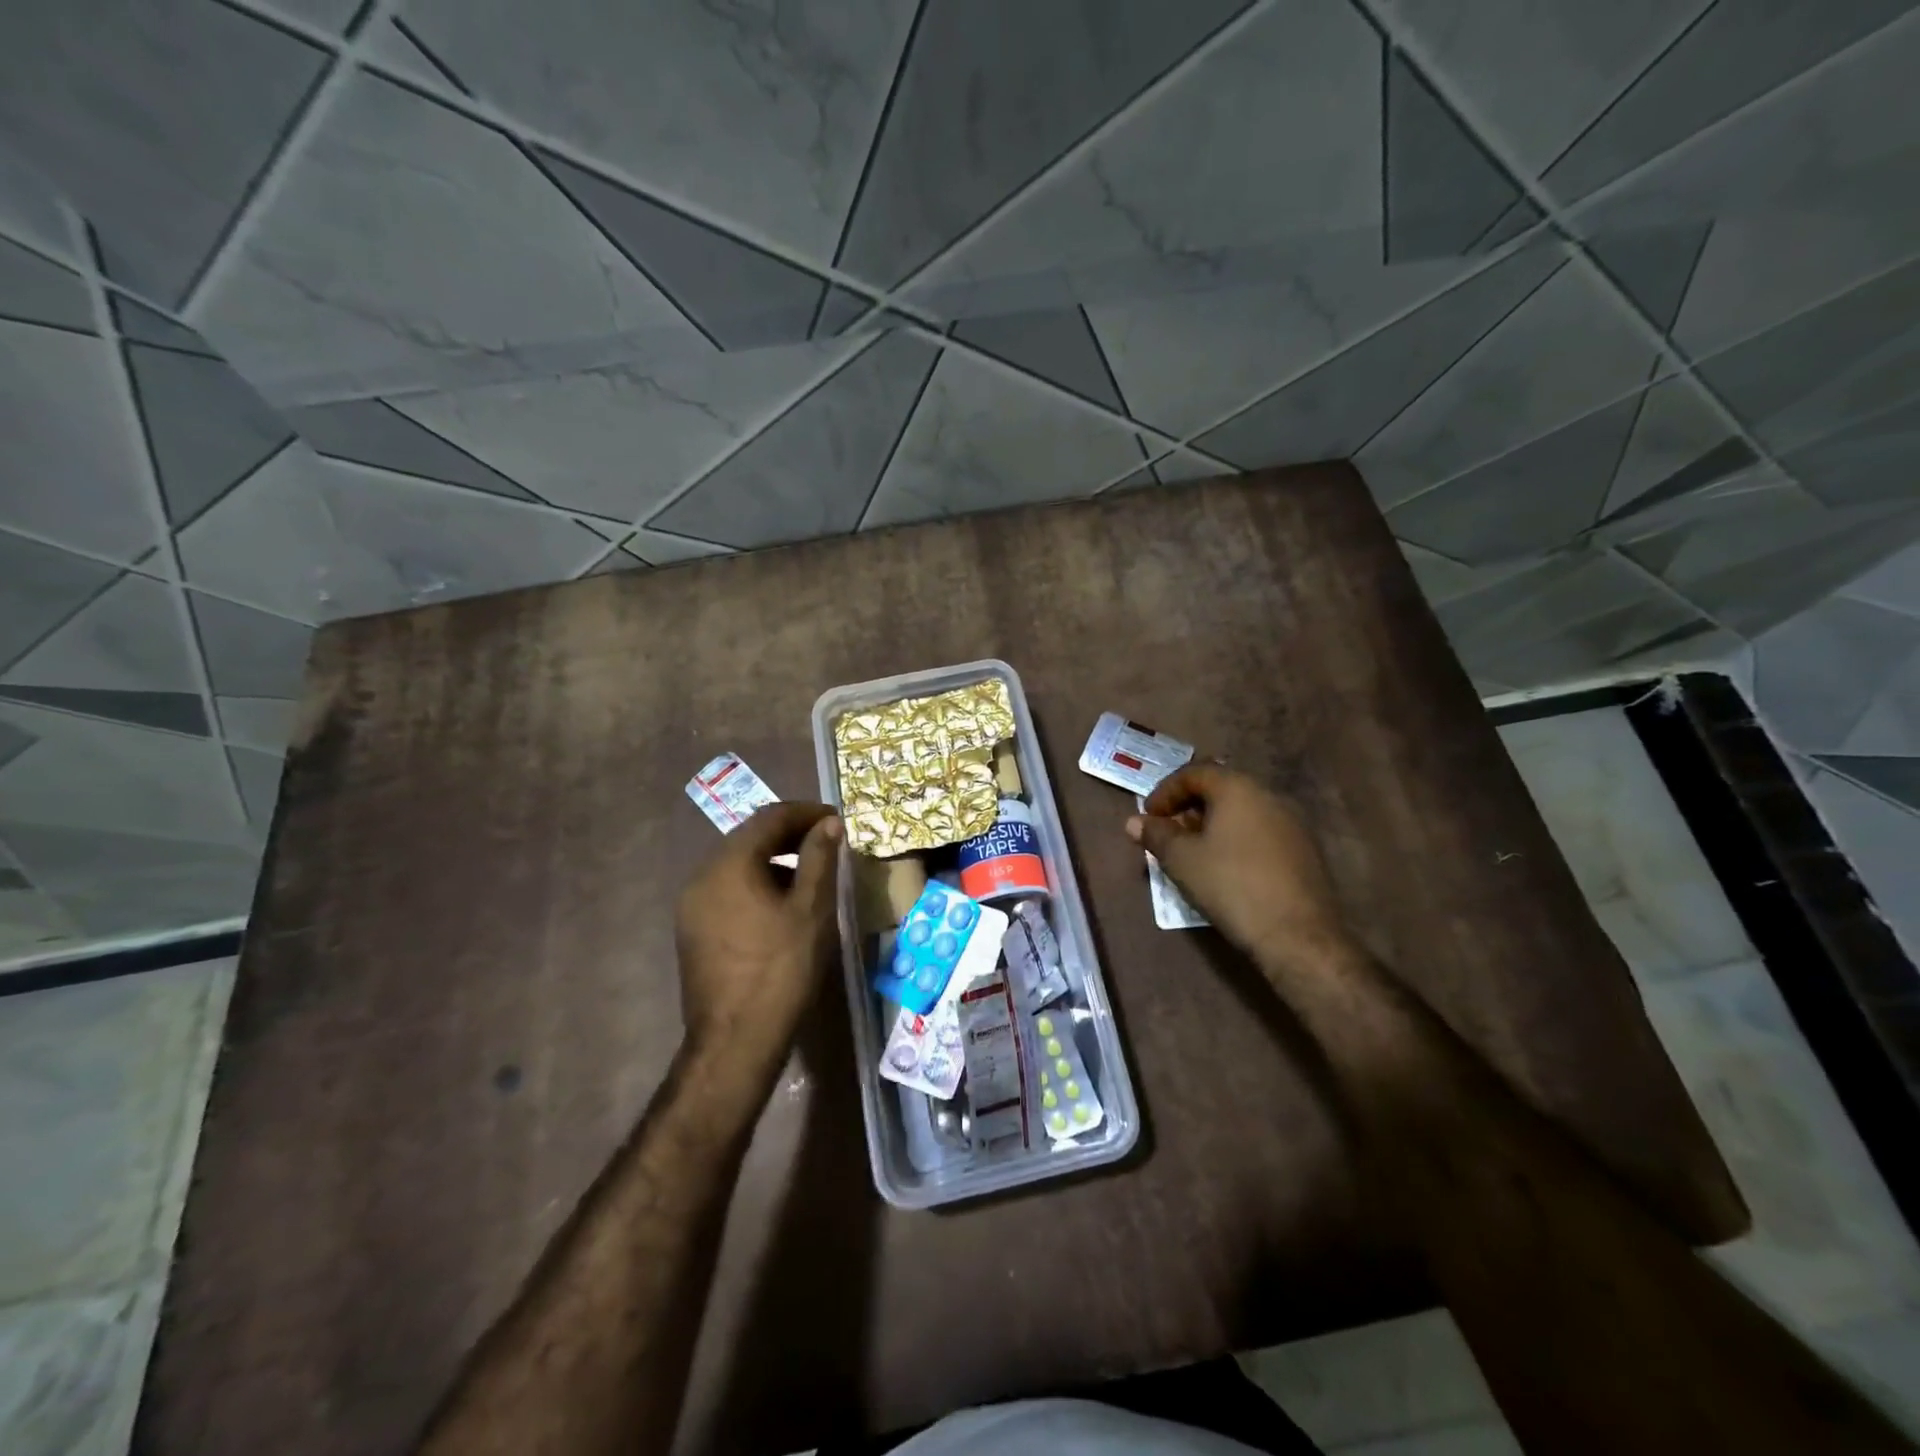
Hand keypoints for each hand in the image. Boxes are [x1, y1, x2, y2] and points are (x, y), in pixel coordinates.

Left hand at [675, 803, 842, 1066]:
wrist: (736, 1041)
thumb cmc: (781, 969)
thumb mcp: (811, 910)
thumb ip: (820, 858)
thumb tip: (829, 823)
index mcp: (729, 864)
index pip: (770, 818)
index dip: (806, 813)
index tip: (836, 820)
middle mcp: (702, 876)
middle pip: (750, 838)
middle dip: (790, 835)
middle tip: (827, 842)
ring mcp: (692, 905)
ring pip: (738, 864)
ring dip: (774, 860)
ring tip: (810, 874)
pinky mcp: (692, 930)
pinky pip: (728, 890)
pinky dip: (757, 884)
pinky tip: (781, 906)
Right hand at [1127, 764, 1352, 970]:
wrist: (1297, 935)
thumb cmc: (1231, 886)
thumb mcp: (1181, 860)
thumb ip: (1156, 835)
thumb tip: (1133, 822)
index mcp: (1238, 788)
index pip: (1194, 773)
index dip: (1165, 792)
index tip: (1148, 817)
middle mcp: (1269, 795)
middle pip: (1220, 788)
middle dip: (1189, 807)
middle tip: (1169, 833)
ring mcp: (1292, 822)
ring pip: (1243, 811)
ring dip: (1213, 824)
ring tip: (1194, 852)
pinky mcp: (1305, 850)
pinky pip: (1261, 830)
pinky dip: (1237, 839)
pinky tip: (1227, 867)